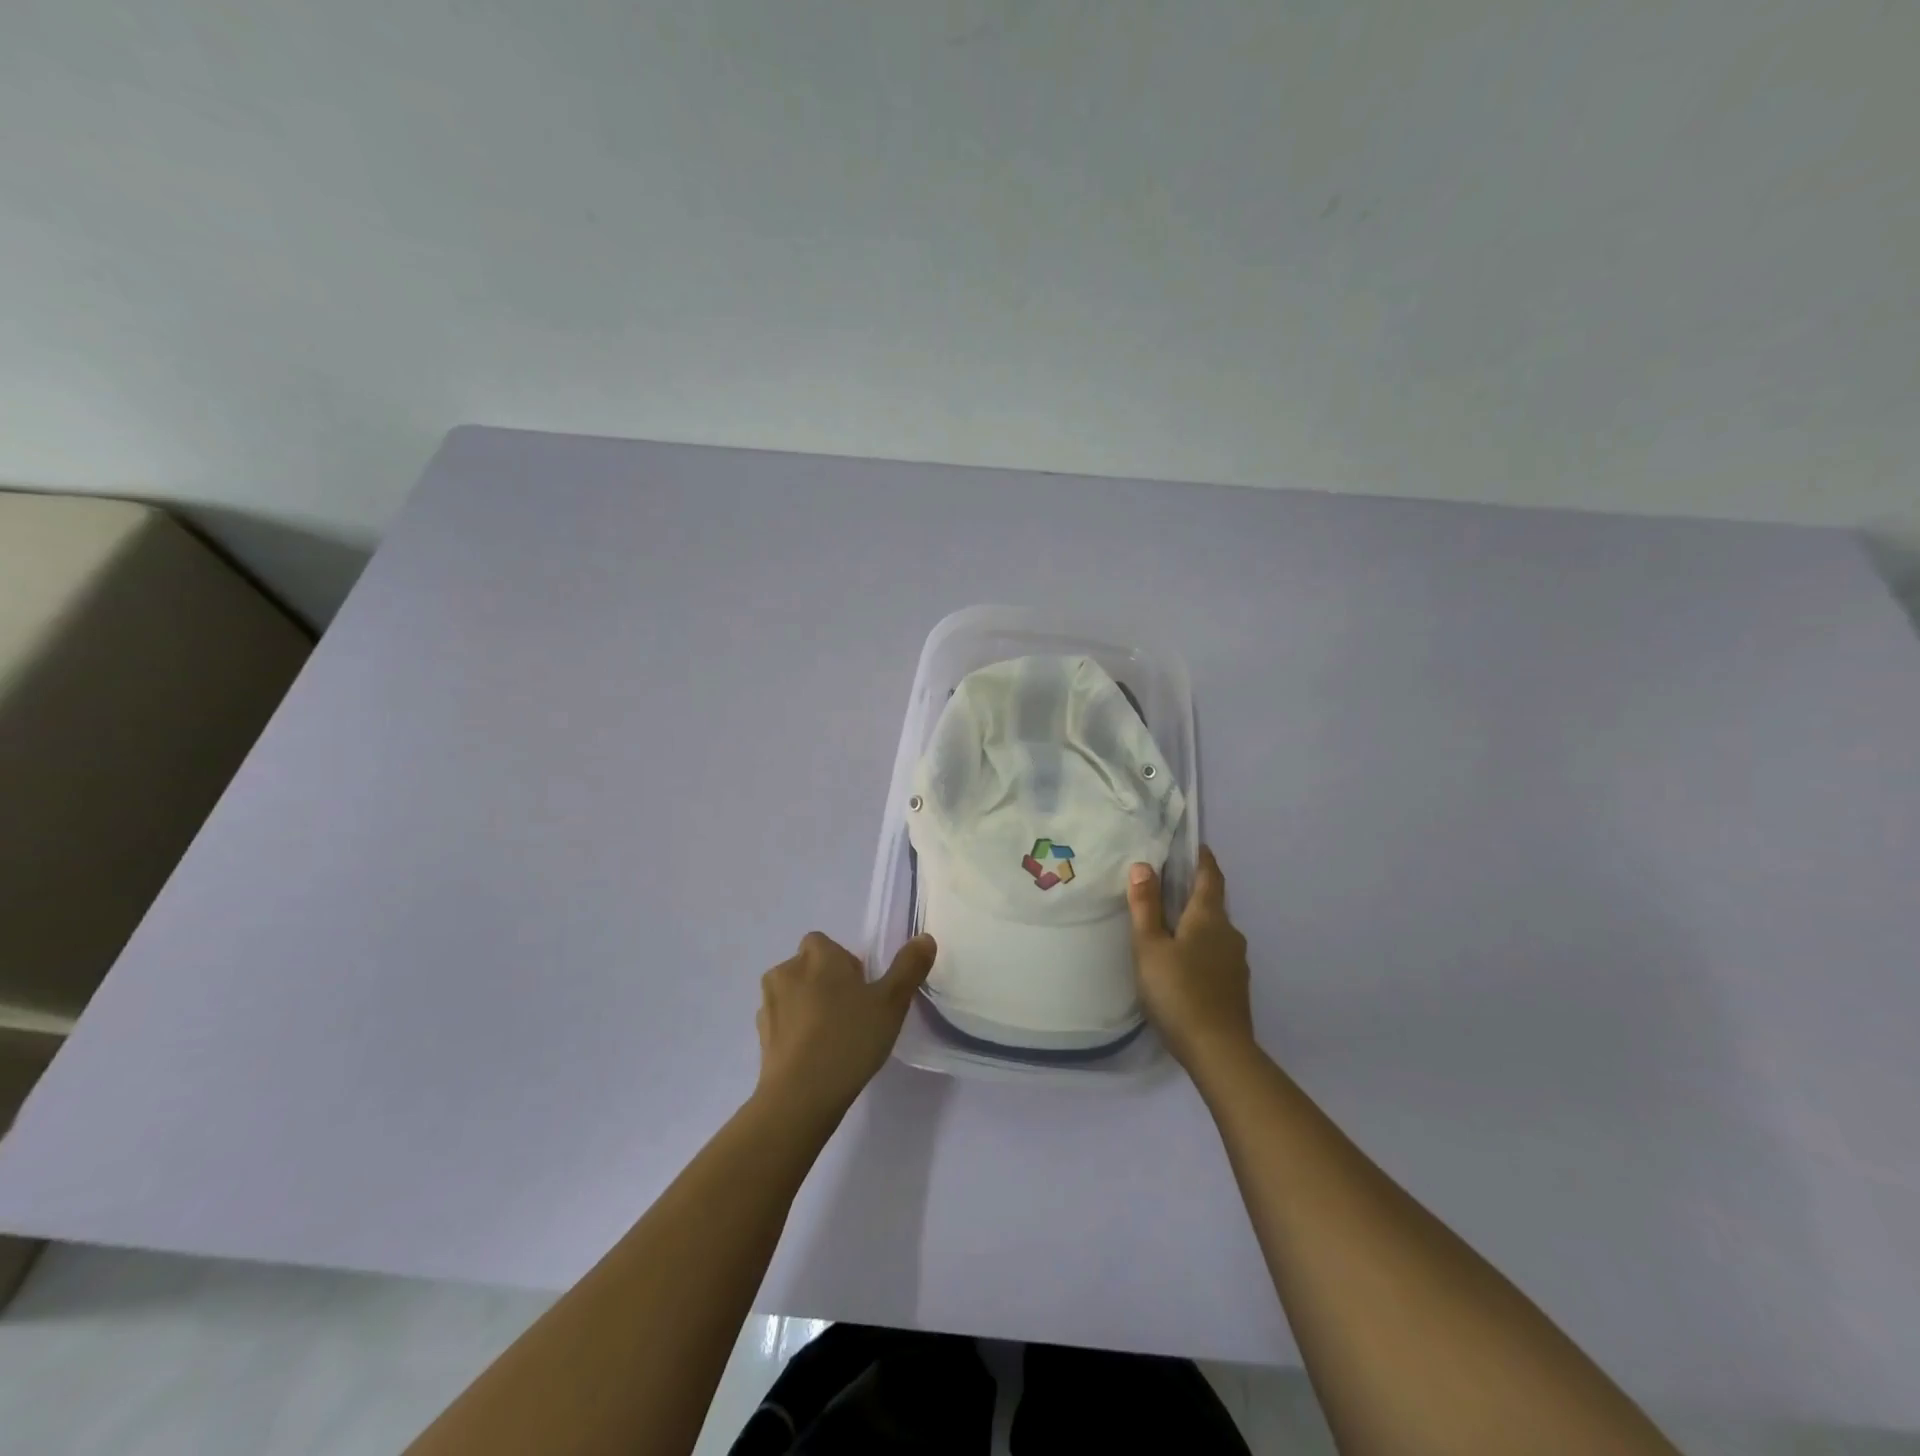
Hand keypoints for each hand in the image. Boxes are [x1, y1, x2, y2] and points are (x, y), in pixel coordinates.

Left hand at [754, 931, 936, 1124]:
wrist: (800, 1096)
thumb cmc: (849, 1039)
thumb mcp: (891, 1003)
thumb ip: (909, 967)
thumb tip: (924, 938)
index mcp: (818, 956)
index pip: (825, 944)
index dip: (843, 963)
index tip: (862, 991)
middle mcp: (787, 970)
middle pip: (808, 966)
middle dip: (826, 982)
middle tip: (851, 1013)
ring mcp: (768, 1003)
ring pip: (793, 993)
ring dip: (808, 1005)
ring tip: (832, 1036)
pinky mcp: (760, 1035)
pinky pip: (782, 1021)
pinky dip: (795, 1030)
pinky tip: (813, 1055)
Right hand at [1128, 846, 1255, 1074]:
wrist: (1218, 1051)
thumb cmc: (1178, 991)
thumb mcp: (1150, 946)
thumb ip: (1146, 906)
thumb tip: (1143, 865)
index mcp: (1209, 917)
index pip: (1210, 877)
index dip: (1203, 860)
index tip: (1195, 846)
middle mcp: (1230, 934)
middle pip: (1213, 904)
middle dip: (1193, 893)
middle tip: (1166, 888)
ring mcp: (1237, 962)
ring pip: (1214, 932)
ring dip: (1196, 924)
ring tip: (1169, 928)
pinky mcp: (1235, 987)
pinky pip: (1216, 955)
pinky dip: (1201, 949)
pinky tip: (1183, 964)